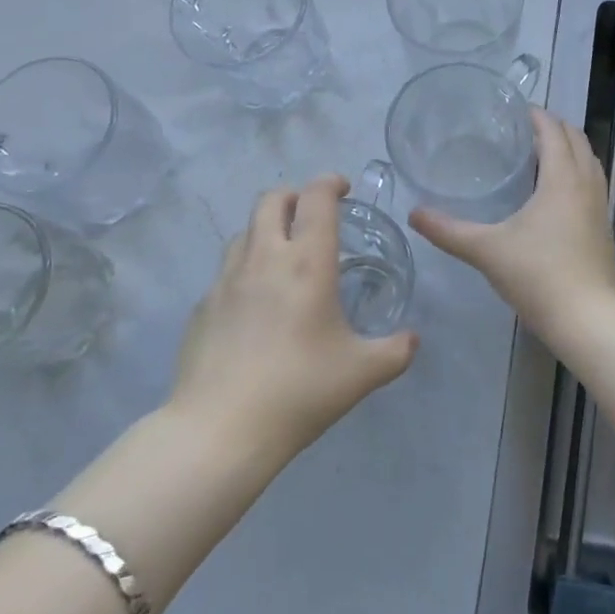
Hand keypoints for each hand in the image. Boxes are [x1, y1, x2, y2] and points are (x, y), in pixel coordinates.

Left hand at [171, 175, 417, 460]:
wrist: (220, 431)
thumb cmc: (299, 390)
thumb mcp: (362, 373)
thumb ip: (396, 351)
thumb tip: (413, 340)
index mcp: (306, 262)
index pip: (316, 197)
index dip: (330, 182)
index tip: (343, 189)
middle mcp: (264, 258)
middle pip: (271, 199)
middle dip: (295, 196)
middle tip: (313, 217)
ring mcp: (225, 281)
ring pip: (244, 231)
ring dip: (267, 229)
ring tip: (284, 257)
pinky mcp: (202, 307)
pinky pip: (226, 271)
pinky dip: (245, 270)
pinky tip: (256, 306)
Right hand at [408, 109, 614, 342]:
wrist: (588, 319)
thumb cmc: (538, 276)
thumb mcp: (487, 250)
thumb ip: (448, 231)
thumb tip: (414, 213)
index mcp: (562, 178)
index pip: (553, 131)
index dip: (536, 116)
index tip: (515, 110)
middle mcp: (587, 184)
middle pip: (577, 139)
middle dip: (554, 127)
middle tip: (523, 129)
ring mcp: (600, 206)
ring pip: (589, 161)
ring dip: (569, 149)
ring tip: (540, 154)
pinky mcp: (604, 226)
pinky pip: (592, 183)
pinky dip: (577, 172)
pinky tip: (556, 193)